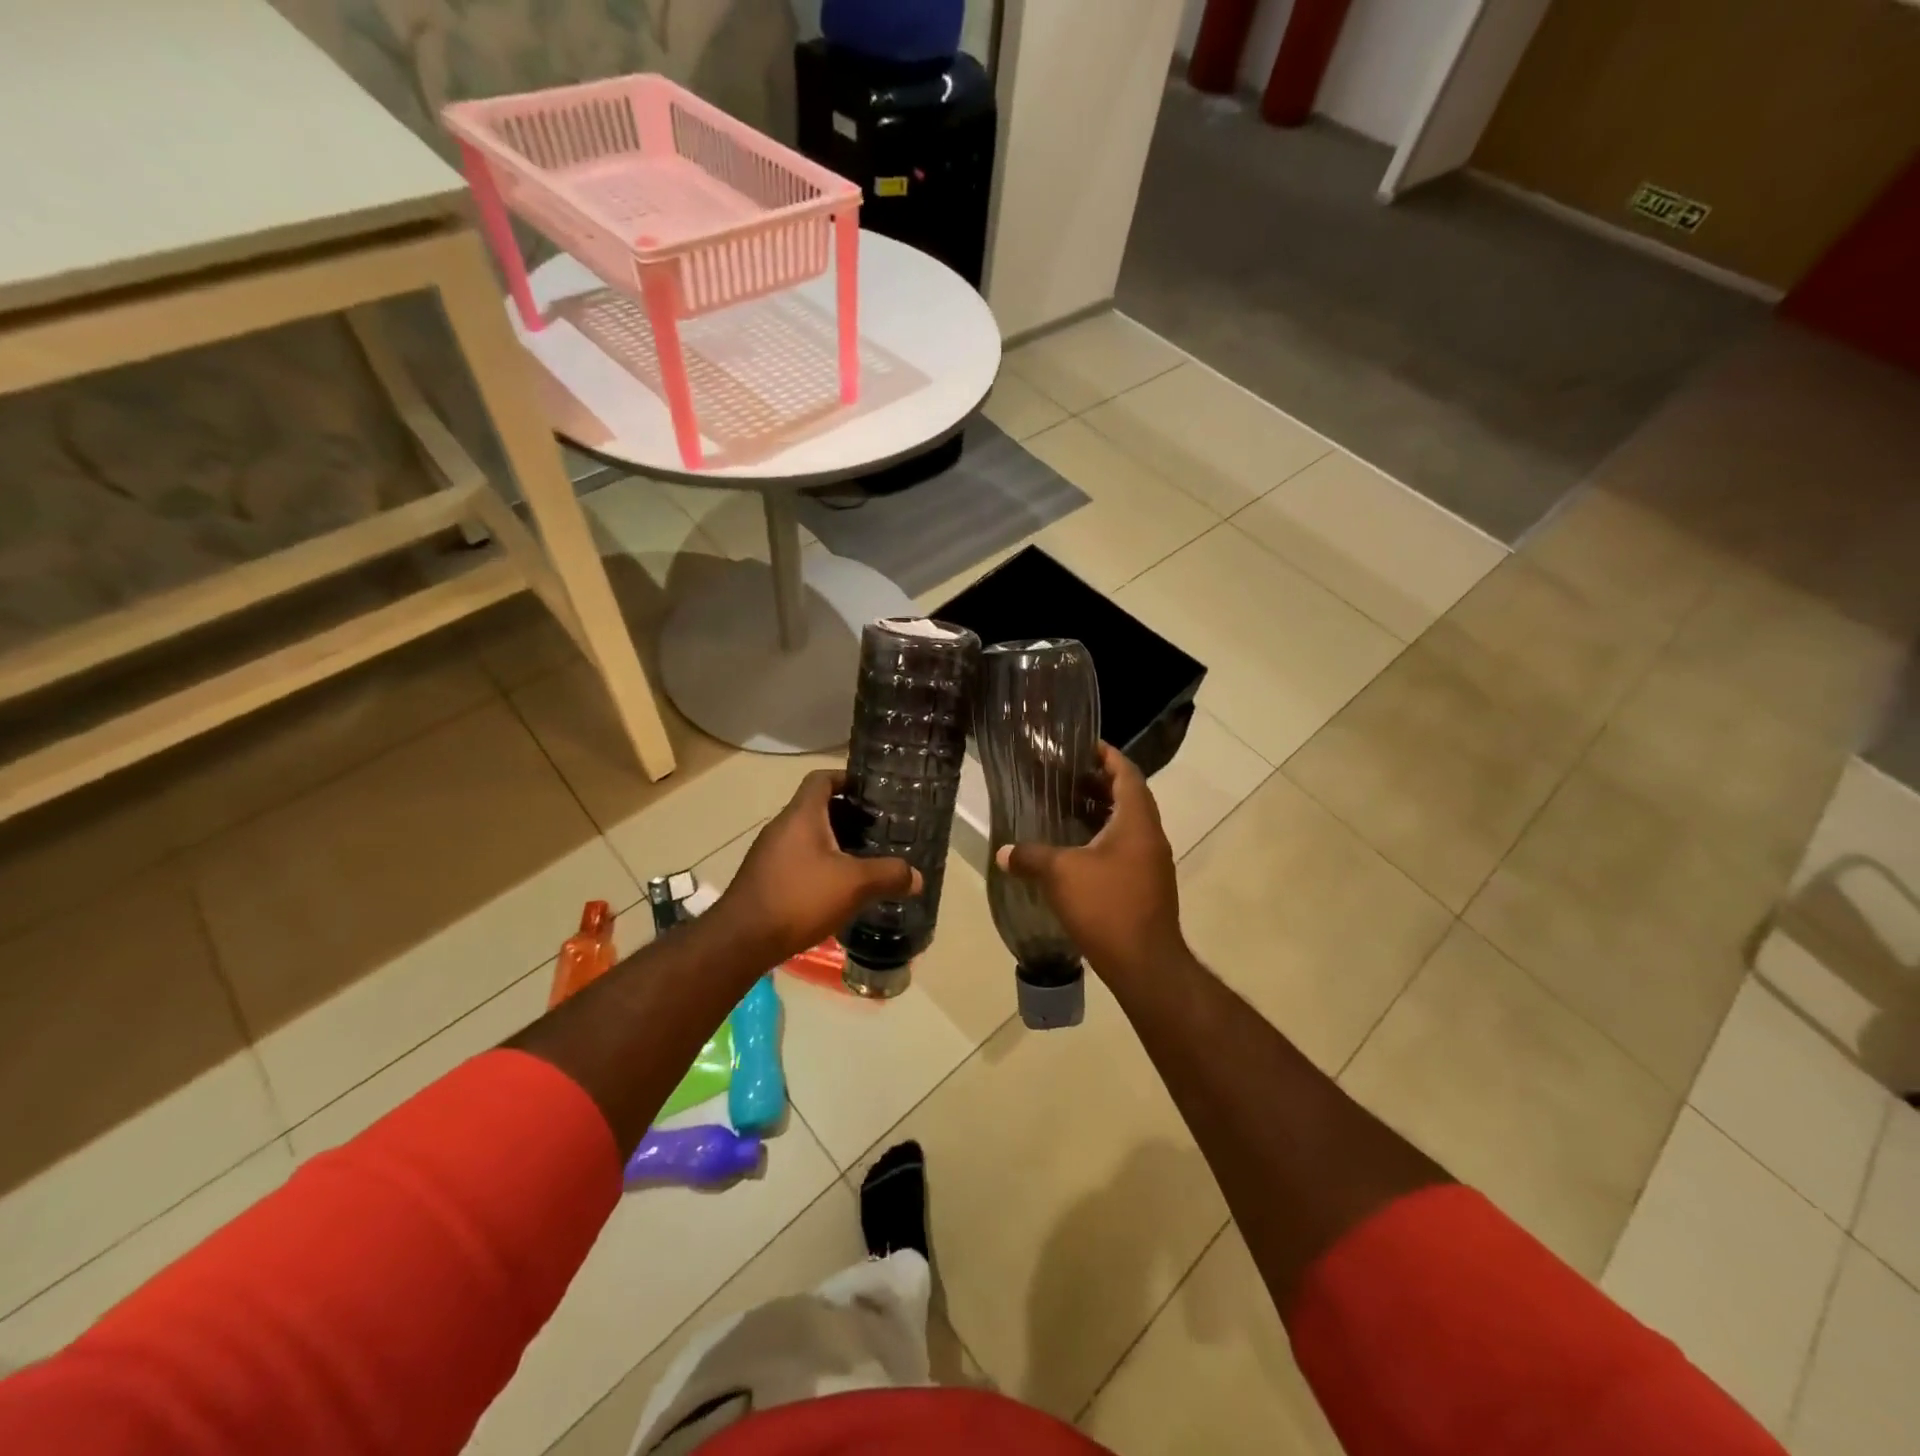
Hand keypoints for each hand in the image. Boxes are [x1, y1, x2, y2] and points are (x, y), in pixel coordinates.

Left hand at [713, 770, 922, 966]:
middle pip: (817, 808)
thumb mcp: (854, 885)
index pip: (822, 779)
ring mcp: (769, 853)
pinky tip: (837, 889)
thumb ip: (889, 875)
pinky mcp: (765, 878)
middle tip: (878, 830)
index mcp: (801, 815)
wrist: (742, 940)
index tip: (871, 792)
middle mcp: (782, 826)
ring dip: (834, 843)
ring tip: (864, 860)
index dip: (846, 779)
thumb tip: (917, 877)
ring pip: (808, 836)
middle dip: (848, 816)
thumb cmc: (799, 898)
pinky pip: (798, 859)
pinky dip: (819, 865)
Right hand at [997, 744, 1185, 986]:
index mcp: (1136, 821)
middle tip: (1066, 775)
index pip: (1127, 773)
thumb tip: (1003, 853)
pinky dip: (1103, 839)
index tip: (1085, 745)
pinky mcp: (1146, 886)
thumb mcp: (1060, 875)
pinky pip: (1125, 849)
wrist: (1145, 963)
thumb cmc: (1106, 906)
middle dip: (1100, 783)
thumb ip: (1030, 857)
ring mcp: (1152, 863)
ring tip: (1066, 807)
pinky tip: (1075, 851)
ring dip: (1101, 812)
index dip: (1108, 755)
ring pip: (1127, 825)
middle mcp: (1150, 836)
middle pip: (1129, 797)